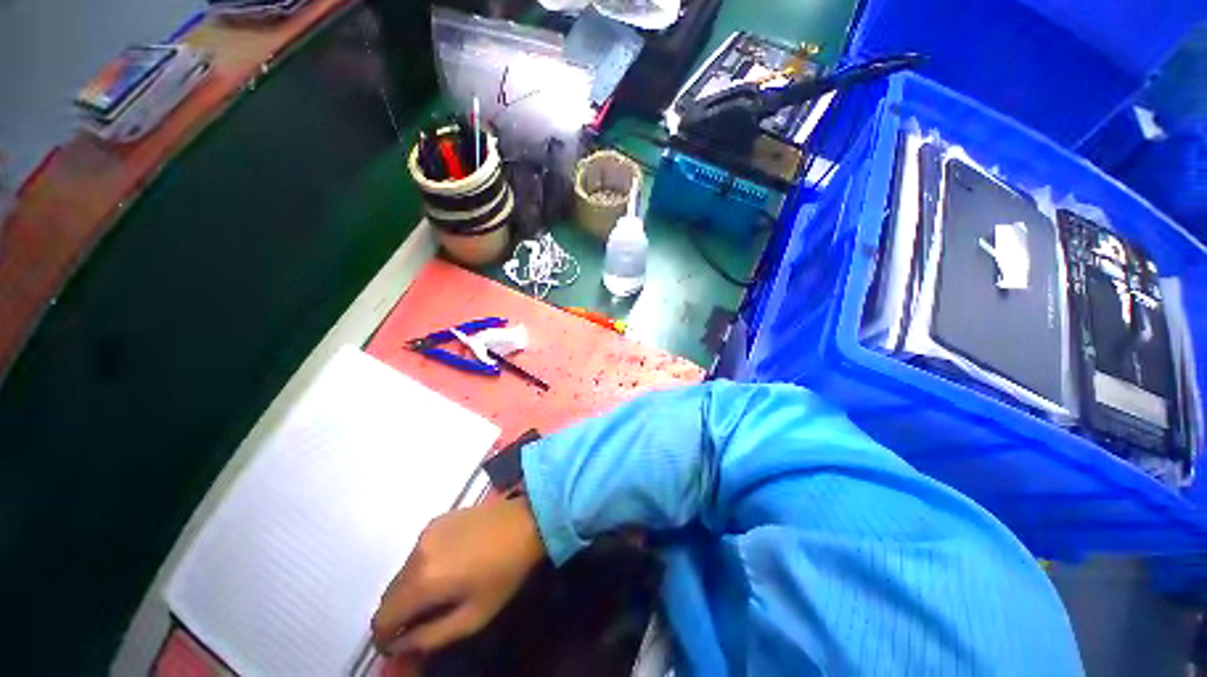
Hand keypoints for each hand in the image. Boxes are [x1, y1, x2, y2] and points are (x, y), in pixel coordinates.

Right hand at [371, 498, 545, 655]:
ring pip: (401, 573)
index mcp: (422, 581)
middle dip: (398, 615)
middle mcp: (416, 553)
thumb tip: (399, 646)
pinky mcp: (437, 519)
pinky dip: (421, 567)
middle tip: (423, 623)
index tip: (402, 645)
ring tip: (439, 594)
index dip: (386, 639)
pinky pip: (416, 552)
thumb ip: (429, 638)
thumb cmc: (505, 572)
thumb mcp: (473, 617)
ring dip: (410, 590)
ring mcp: (426, 532)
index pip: (381, 619)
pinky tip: (447, 567)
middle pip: (388, 595)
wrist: (526, 521)